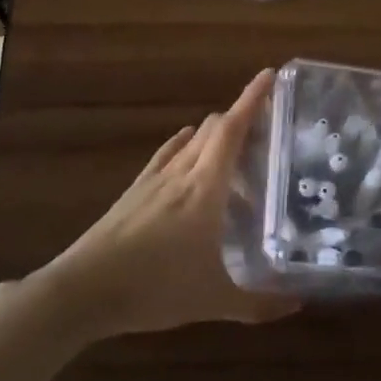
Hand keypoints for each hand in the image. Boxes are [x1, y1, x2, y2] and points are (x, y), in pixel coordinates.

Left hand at [29, 70, 300, 340]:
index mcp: (206, 188)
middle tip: (269, 122)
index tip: (270, 75)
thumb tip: (298, 305)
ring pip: (189, 141)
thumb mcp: (214, 301)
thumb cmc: (155, 288)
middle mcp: (181, 173)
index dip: (252, 99)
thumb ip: (259, 304)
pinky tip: (186, 148)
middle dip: (240, 115)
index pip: (232, 129)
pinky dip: (183, 145)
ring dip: (214, 133)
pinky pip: (165, 156)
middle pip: (213, 129)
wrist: (82, 291)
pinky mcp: (134, 193)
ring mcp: (154, 181)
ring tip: (236, 143)